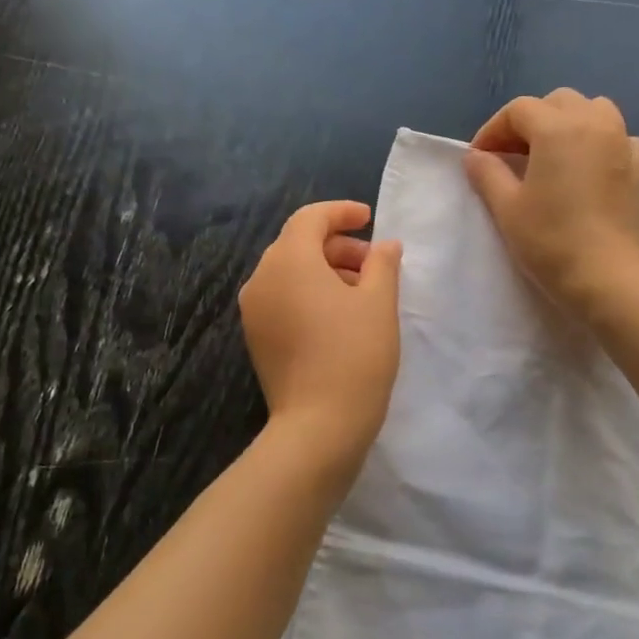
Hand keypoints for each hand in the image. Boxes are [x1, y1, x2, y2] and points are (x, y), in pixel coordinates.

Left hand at [239, 201, 403, 456]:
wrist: (318, 426)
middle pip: (297, 244)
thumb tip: (385, 245)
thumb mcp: (379, 303)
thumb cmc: (355, 355)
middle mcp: (261, 279)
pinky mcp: (256, 338)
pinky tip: (338, 316)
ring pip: (289, 272)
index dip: (341, 212)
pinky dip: (308, 293)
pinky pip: (282, 298)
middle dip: (336, 245)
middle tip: (373, 264)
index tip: (370, 219)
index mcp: (288, 261)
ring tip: (361, 291)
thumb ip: (383, 264)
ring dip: (324, 270)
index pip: (310, 218)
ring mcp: (253, 311)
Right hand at [466, 89, 638, 315]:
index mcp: (557, 128)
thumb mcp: (507, 207)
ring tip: (552, 153)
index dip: (493, 130)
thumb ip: (488, 173)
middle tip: (512, 155)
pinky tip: (591, 166)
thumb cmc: (550, 240)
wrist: (606, 277)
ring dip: (569, 122)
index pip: (518, 110)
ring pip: (594, 110)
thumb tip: (475, 156)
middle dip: (531, 121)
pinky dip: (602, 142)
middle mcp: (594, 123)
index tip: (480, 158)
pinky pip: (620, 137)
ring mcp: (624, 142)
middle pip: (557, 102)